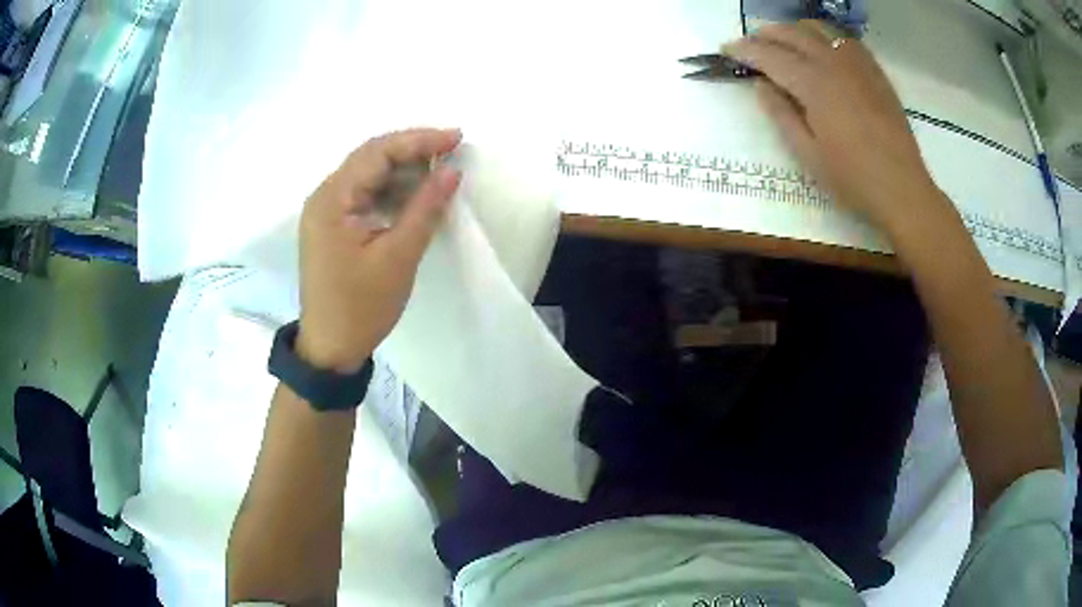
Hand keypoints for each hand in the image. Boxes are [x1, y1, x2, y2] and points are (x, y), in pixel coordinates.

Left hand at [296, 128, 462, 372]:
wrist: (330, 348)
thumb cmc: (361, 307)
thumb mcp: (398, 257)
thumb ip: (425, 208)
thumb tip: (452, 171)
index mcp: (332, 200)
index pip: (377, 152)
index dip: (418, 140)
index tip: (456, 138)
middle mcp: (324, 197)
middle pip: (370, 158)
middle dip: (412, 150)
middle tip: (452, 150)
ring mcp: (326, 212)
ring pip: (368, 176)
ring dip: (403, 170)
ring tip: (440, 171)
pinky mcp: (333, 227)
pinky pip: (365, 196)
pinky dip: (392, 191)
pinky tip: (416, 195)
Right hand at [725, 22, 944, 230]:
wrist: (903, 189)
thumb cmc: (853, 179)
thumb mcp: (808, 155)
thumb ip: (781, 114)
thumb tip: (761, 85)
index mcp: (814, 84)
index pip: (769, 55)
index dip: (743, 50)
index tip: (725, 50)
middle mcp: (833, 63)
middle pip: (791, 33)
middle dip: (765, 34)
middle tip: (750, 44)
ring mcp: (857, 64)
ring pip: (818, 28)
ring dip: (793, 29)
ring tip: (783, 41)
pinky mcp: (875, 71)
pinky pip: (844, 38)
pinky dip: (824, 35)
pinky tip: (821, 47)